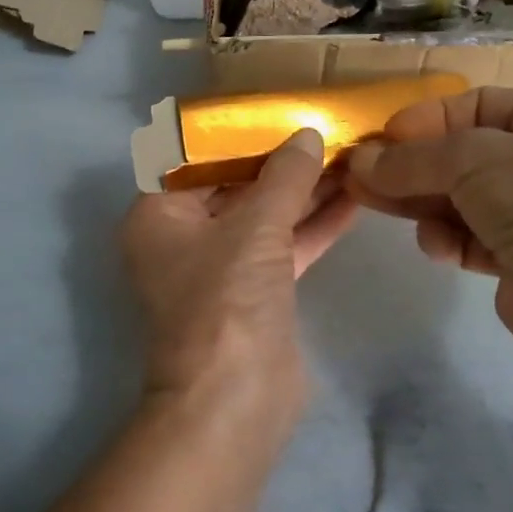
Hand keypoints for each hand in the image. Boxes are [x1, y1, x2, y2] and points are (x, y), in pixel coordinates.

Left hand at [121, 129, 354, 426]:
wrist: (234, 402)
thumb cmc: (226, 302)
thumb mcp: (255, 228)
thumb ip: (284, 178)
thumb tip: (308, 135)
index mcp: (158, 214)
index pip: (196, 158)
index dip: (237, 133)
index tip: (278, 109)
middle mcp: (184, 236)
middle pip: (235, 185)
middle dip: (280, 161)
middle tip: (323, 127)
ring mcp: (221, 266)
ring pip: (265, 216)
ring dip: (303, 191)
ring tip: (348, 154)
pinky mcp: (256, 292)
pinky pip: (284, 246)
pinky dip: (313, 225)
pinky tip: (353, 198)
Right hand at [345, 89, 512, 346]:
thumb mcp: (472, 160)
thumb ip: (411, 158)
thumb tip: (358, 162)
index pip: (479, 104)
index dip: (427, 118)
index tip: (383, 137)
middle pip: (467, 154)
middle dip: (413, 165)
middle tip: (361, 174)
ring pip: (466, 198)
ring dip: (423, 202)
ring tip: (372, 204)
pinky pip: (476, 237)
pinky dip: (451, 238)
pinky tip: (437, 247)